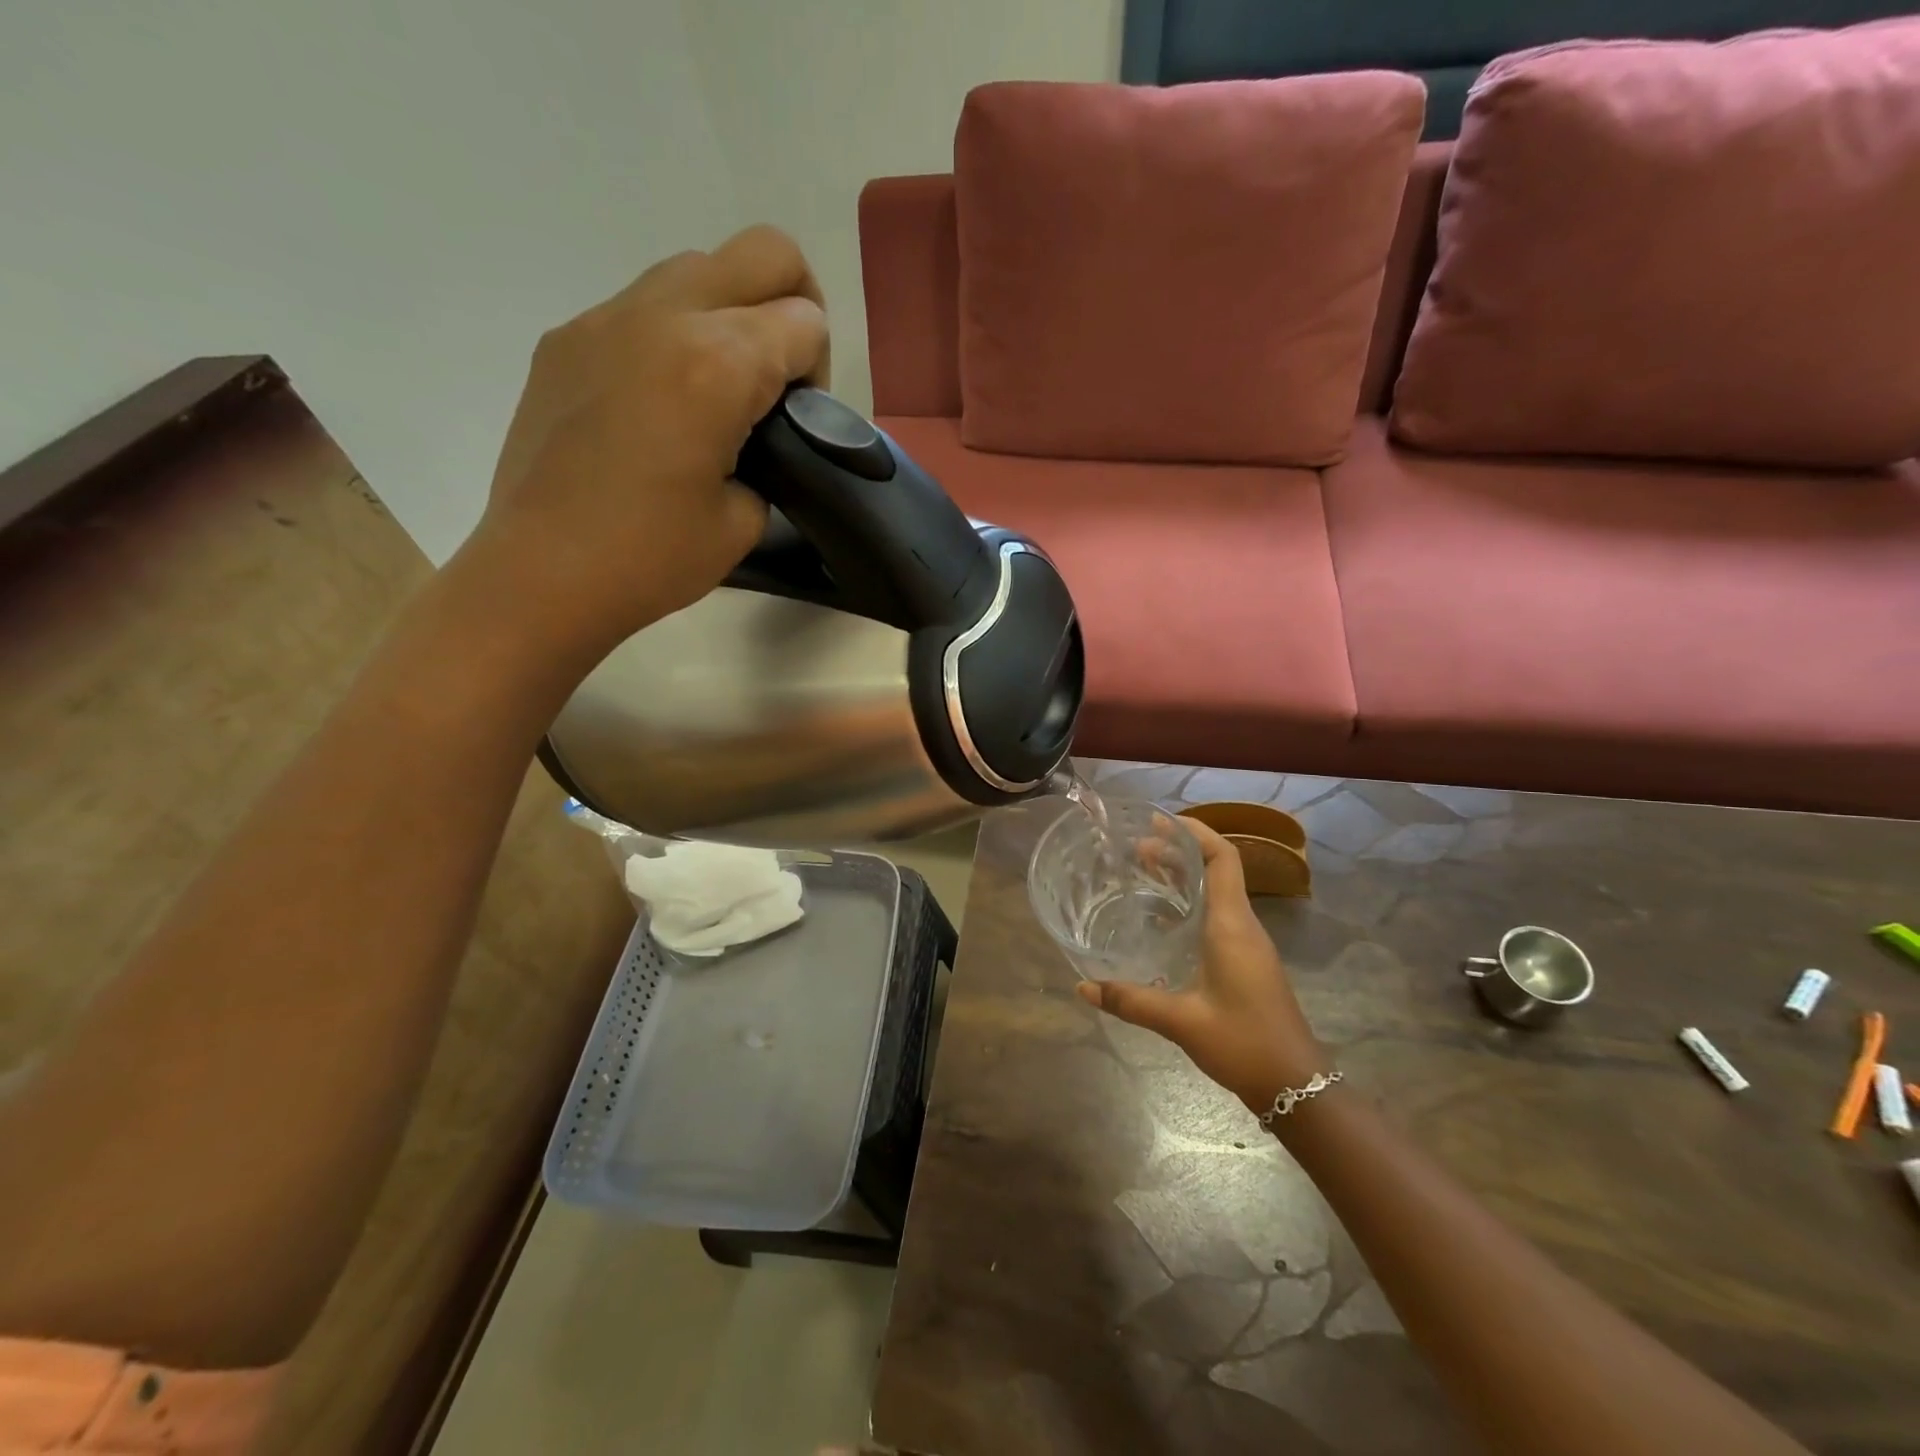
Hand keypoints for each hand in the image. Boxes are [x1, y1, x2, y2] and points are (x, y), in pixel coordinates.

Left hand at [464, 224, 829, 662]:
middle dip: (794, 305)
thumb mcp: (746, 518)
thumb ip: (770, 455)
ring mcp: (606, 318)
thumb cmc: (653, 559)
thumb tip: (755, 434)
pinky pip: (643, 305)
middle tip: (780, 376)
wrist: (542, 573)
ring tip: (719, 391)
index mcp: (718, 364)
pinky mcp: (568, 337)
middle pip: (765, 252)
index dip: (818, 373)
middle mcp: (664, 316)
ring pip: (700, 267)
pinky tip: (661, 405)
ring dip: (731, 314)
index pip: (805, 321)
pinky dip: (674, 335)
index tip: (797, 422)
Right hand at [1076, 816, 1333, 1116]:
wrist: (1298, 1086)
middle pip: (1217, 869)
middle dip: (1179, 851)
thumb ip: (1132, 1001)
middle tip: (1136, 848)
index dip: (1195, 833)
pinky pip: (1218, 914)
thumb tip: (1083, 987)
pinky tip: (1163, 918)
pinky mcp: (1247, 961)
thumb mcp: (1182, 1022)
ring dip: (1185, 876)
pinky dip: (1191, 901)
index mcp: (1232, 926)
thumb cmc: (1244, 1043)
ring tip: (1144, 871)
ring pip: (1218, 892)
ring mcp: (1248, 944)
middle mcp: (1243, 926)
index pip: (1222, 859)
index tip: (1159, 822)